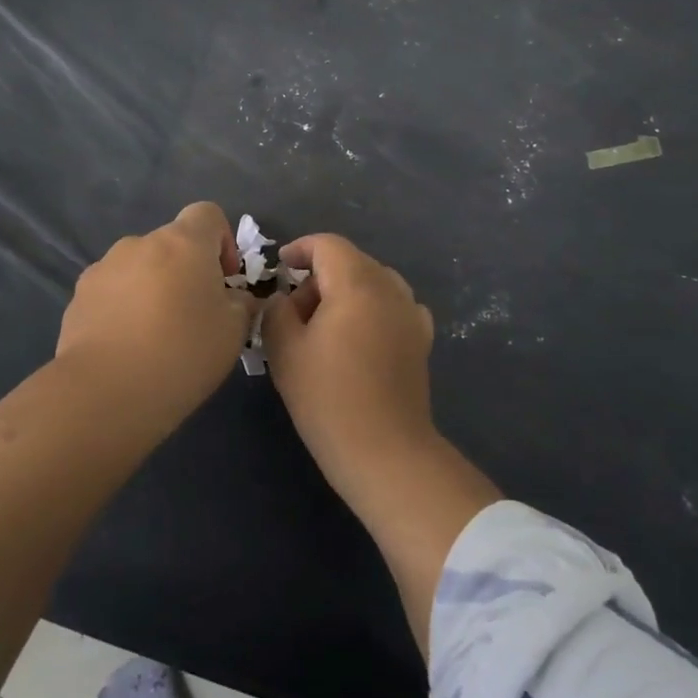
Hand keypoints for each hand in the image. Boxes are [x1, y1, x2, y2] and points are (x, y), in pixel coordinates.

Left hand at [55, 202, 257, 412]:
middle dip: (186, 271)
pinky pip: (112, 292)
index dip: (223, 240)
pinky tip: (126, 347)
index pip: (207, 214)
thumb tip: (236, 297)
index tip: (225, 280)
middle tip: (194, 316)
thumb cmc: (182, 353)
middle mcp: (140, 243)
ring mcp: (103, 268)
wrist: (105, 392)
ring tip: (155, 335)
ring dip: (152, 288)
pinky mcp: (78, 297)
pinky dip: (123, 308)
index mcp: (183, 243)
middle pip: (171, 244)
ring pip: (139, 268)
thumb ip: (242, 304)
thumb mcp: (234, 331)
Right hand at [262, 233, 499, 657]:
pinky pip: (393, 307)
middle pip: (351, 261)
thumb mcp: (285, 350)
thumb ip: (276, 310)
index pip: (328, 245)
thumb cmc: (328, 398)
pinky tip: (358, 338)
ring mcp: (411, 314)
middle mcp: (390, 289)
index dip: (299, 249)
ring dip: (345, 292)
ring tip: (323, 326)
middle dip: (319, 275)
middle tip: (293, 310)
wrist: (385, 452)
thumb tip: (283, 298)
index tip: (279, 268)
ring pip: (373, 282)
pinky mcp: (421, 340)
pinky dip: (371, 310)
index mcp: (357, 283)